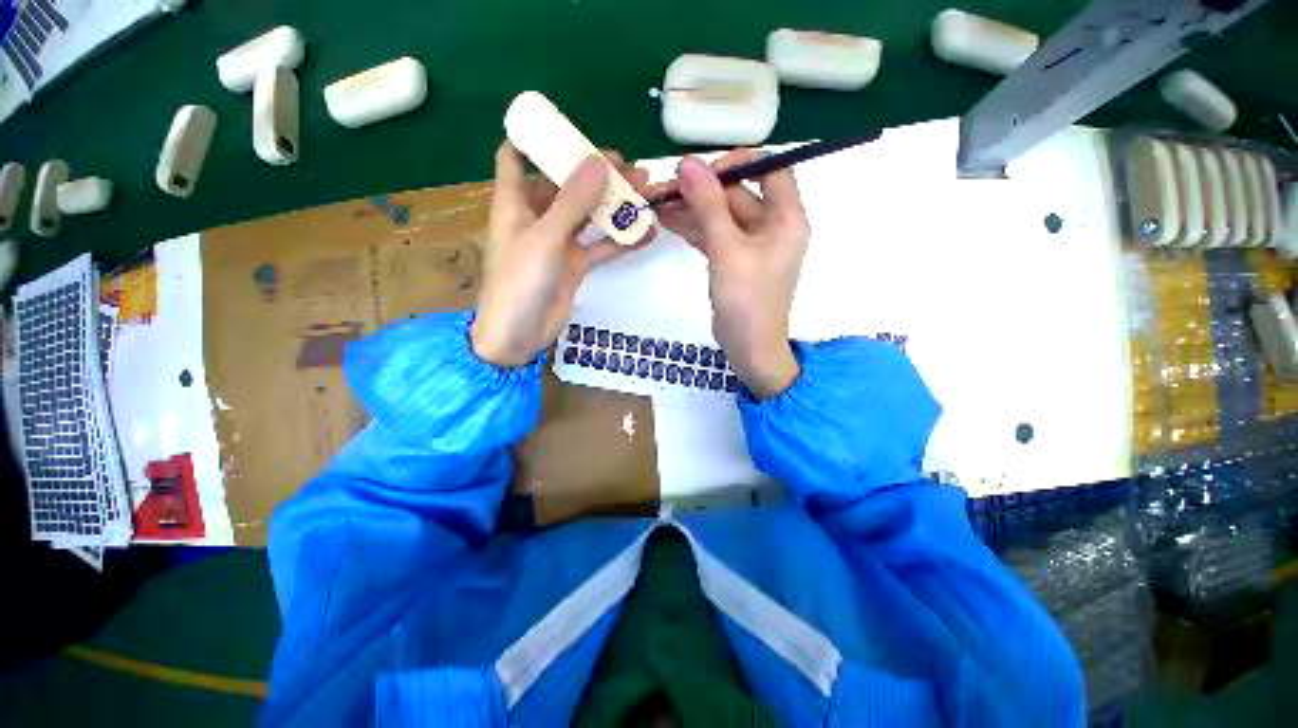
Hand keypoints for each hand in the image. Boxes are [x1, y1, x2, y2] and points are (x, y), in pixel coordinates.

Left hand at [472, 141, 652, 366]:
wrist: (519, 336)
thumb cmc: (519, 284)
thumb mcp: (544, 239)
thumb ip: (572, 202)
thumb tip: (599, 161)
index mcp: (516, 203)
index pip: (516, 157)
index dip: (535, 139)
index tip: (566, 127)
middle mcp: (537, 218)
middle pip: (565, 185)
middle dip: (593, 173)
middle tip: (630, 168)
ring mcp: (559, 243)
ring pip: (588, 215)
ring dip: (613, 205)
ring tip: (645, 192)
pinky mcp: (575, 265)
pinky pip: (601, 247)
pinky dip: (621, 240)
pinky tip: (646, 233)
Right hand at [650, 151, 809, 397]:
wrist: (748, 347)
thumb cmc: (747, 299)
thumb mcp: (727, 248)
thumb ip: (708, 204)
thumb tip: (687, 163)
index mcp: (786, 217)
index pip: (770, 169)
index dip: (738, 163)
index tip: (703, 171)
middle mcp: (772, 226)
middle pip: (737, 194)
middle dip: (700, 191)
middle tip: (664, 187)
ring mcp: (751, 245)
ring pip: (720, 216)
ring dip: (691, 210)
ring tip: (656, 202)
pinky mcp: (734, 260)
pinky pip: (714, 235)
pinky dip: (693, 229)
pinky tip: (666, 220)